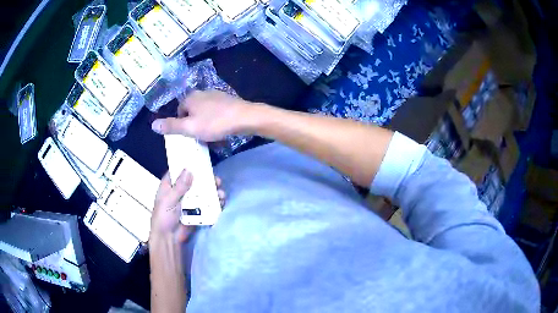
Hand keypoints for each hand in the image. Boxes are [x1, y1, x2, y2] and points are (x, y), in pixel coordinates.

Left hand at [150, 170, 226, 242]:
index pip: (178, 171)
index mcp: (169, 186)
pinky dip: (214, 202)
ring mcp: (189, 202)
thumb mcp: (168, 200)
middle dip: (206, 179)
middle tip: (216, 180)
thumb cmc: (163, 217)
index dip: (188, 165)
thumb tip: (189, 170)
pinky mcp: (196, 211)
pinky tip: (221, 202)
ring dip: (212, 191)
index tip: (200, 160)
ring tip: (220, 192)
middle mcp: (180, 191)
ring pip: (202, 192)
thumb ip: (179, 187)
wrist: (169, 238)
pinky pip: (206, 204)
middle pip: (194, 181)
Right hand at [151, 90, 253, 141]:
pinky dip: (216, 121)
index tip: (190, 136)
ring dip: (206, 125)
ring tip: (212, 136)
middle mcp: (202, 93)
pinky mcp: (227, 100)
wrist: (244, 117)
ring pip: (204, 113)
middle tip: (201, 137)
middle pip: (192, 112)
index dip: (182, 125)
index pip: (179, 111)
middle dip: (195, 125)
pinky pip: (216, 112)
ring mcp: (216, 95)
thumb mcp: (189, 128)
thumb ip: (171, 126)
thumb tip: (152, 124)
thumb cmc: (215, 123)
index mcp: (190, 97)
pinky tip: (222, 130)